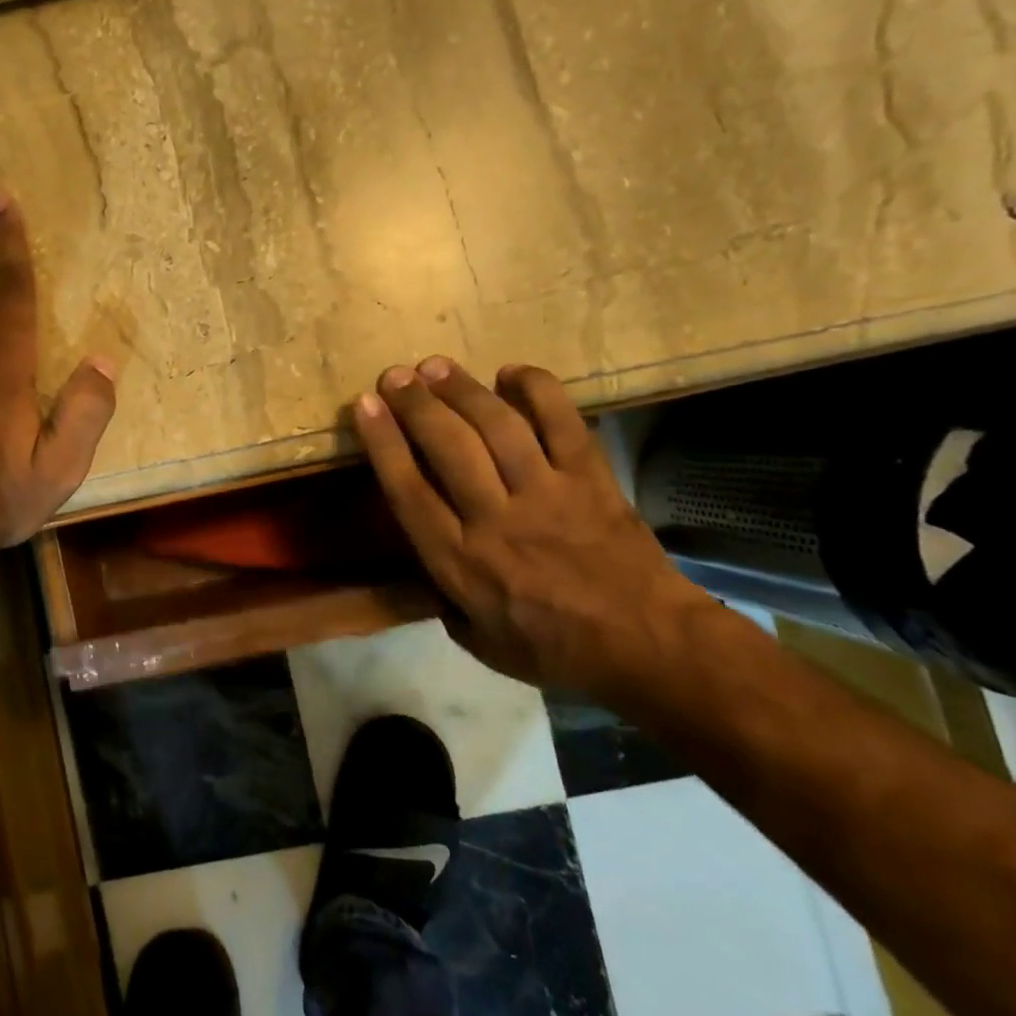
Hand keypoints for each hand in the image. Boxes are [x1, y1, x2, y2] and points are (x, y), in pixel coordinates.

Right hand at [355, 357, 707, 694]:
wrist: (650, 646)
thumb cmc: (554, 649)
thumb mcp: (478, 640)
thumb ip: (444, 597)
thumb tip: (427, 558)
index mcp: (461, 561)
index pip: (410, 489)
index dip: (383, 442)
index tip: (364, 405)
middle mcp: (497, 519)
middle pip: (448, 446)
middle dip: (415, 404)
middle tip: (395, 375)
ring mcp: (548, 493)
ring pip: (498, 426)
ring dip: (463, 389)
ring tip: (436, 366)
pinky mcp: (591, 479)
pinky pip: (562, 422)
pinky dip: (537, 389)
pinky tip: (511, 372)